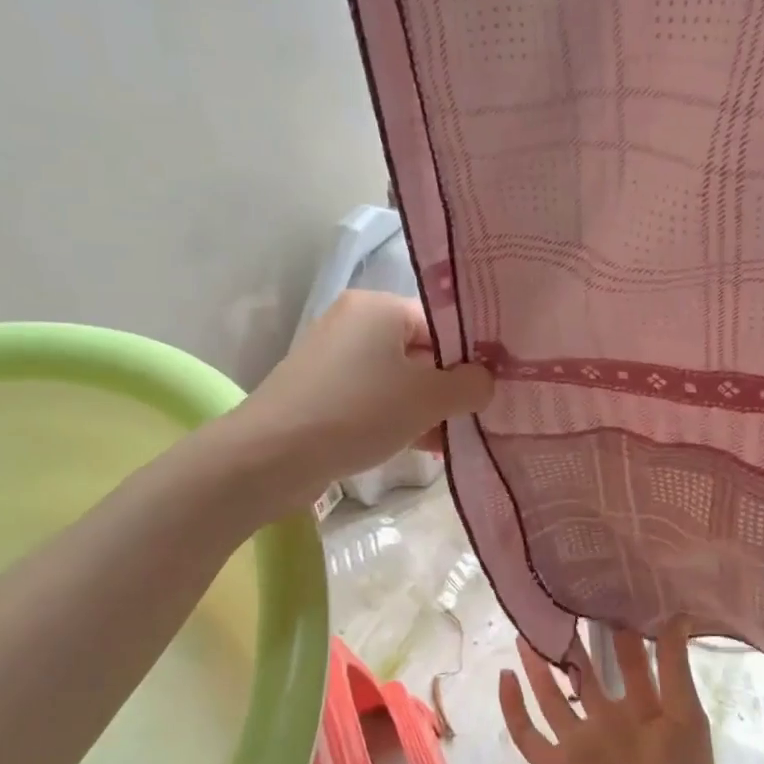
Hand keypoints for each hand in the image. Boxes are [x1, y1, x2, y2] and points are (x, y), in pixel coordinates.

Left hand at [231, 291, 493, 504]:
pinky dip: (398, 418)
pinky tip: (422, 447)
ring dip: (427, 409)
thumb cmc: (358, 412)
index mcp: (378, 307)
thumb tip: (486, 382)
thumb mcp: (427, 398)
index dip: (471, 356)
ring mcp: (334, 359)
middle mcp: (354, 323)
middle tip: (478, 417)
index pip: (442, 323)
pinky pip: (373, 399)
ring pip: (398, 380)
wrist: (271, 456)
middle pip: (421, 351)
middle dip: (449, 388)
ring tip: (454, 440)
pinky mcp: (321, 393)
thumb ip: (469, 386)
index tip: (493, 389)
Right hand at [500, 624, 730, 763]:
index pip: (629, 660)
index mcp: (643, 708)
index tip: (607, 593)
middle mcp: (609, 721)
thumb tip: (678, 611)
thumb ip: (675, 665)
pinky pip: (527, 735)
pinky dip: (513, 709)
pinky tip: (505, 677)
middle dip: (575, 643)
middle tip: (561, 603)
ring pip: (553, 696)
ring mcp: (580, 743)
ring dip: (540, 667)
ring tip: (528, 631)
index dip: (619, 631)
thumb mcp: (685, 714)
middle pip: (586, 674)